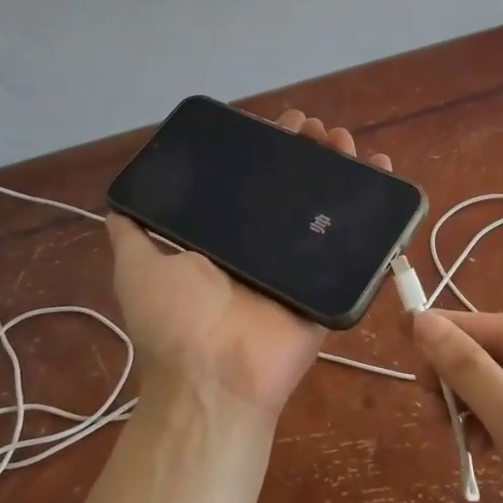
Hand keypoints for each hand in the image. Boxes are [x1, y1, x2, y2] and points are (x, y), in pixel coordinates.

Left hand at [107, 110, 392, 420]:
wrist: (215, 378)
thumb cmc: (175, 320)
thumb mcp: (137, 267)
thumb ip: (132, 231)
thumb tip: (120, 197)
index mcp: (230, 235)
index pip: (254, 180)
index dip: (268, 150)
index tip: (281, 124)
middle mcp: (267, 243)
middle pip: (296, 185)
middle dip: (308, 150)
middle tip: (316, 130)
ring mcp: (303, 262)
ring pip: (328, 204)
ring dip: (341, 166)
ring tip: (345, 141)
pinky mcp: (332, 280)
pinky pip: (359, 240)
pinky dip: (376, 206)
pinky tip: (382, 169)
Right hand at [412, 311, 502, 502]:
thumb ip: (471, 371)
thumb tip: (423, 321)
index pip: (499, 329)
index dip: (449, 330)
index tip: (401, 333)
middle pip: (498, 358)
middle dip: (460, 378)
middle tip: (428, 405)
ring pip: (500, 390)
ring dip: (470, 406)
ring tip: (450, 435)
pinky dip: (488, 430)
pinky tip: (476, 452)